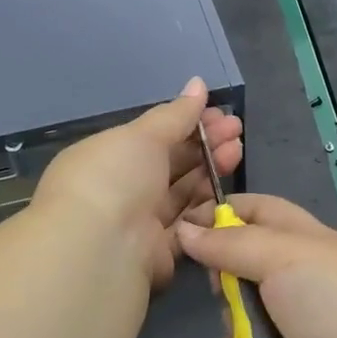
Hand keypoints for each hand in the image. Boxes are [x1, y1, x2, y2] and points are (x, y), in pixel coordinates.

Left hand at [33, 78, 241, 290]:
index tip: (219, 113)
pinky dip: (206, 208)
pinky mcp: (157, 254)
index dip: (187, 122)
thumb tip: (198, 83)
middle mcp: (120, 189)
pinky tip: (229, 190)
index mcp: (107, 157)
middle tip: (236, 129)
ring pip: (181, 193)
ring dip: (210, 171)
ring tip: (237, 150)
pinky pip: (186, 226)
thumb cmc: (114, 178)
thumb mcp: (144, 135)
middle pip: (170, 163)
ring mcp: (138, 223)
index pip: (153, 136)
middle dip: (205, 144)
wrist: (99, 250)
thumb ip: (176, 114)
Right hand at [177, 194, 336, 337]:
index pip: (260, 210)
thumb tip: (183, 230)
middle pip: (242, 256)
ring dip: (233, 309)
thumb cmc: (331, 300)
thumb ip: (230, 242)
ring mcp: (287, 319)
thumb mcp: (284, 254)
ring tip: (243, 321)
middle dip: (223, 265)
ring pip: (237, 300)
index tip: (185, 219)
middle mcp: (298, 275)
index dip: (224, 210)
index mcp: (309, 240)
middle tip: (217, 277)